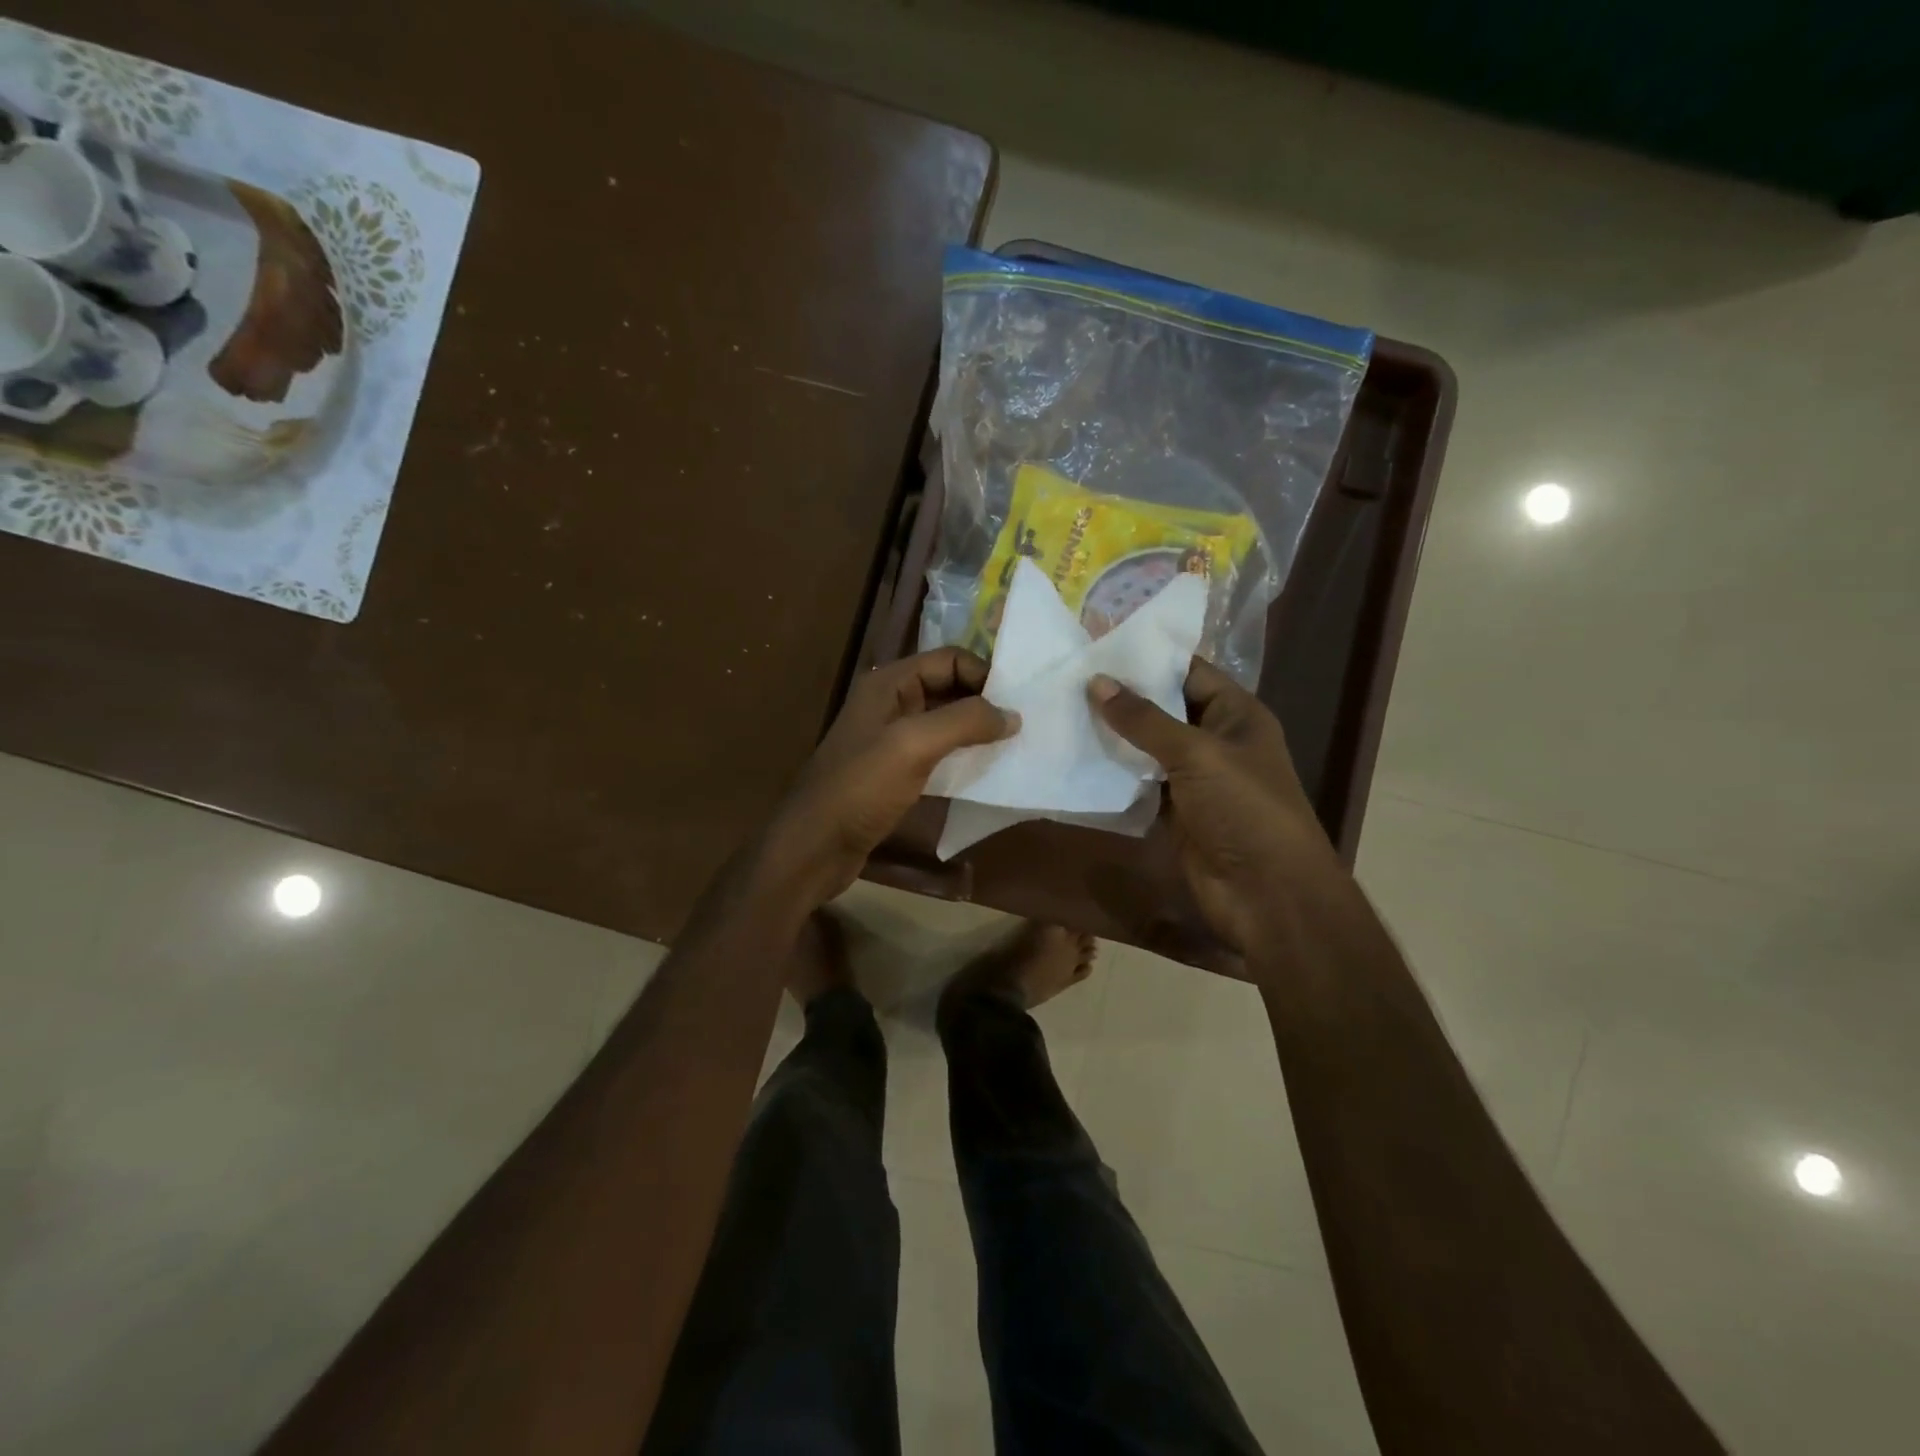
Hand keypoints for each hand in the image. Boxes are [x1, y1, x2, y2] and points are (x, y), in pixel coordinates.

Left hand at [763, 648, 1017, 907]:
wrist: (815, 845)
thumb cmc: (861, 787)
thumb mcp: (914, 745)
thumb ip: (965, 721)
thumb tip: (1013, 715)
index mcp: (888, 684)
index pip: (949, 660)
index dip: (984, 675)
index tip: (1018, 703)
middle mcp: (889, 703)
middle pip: (948, 687)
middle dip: (984, 702)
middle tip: (1023, 724)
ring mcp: (890, 739)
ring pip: (944, 722)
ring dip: (976, 730)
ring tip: (1013, 746)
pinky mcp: (894, 771)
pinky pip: (936, 752)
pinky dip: (961, 756)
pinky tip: (985, 771)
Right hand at [1091, 660, 1340, 953]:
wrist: (1266, 894)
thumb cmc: (1244, 809)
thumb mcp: (1196, 754)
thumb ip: (1144, 719)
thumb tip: (1096, 682)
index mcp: (1235, 714)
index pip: (1188, 671)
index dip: (1146, 657)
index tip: (1096, 643)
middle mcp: (1214, 740)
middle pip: (1162, 708)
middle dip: (1120, 695)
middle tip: (1066, 675)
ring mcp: (1192, 778)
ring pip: (1145, 747)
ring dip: (1111, 734)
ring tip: (1061, 709)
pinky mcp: (1173, 810)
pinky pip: (1137, 782)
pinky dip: (1111, 773)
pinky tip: (1074, 756)